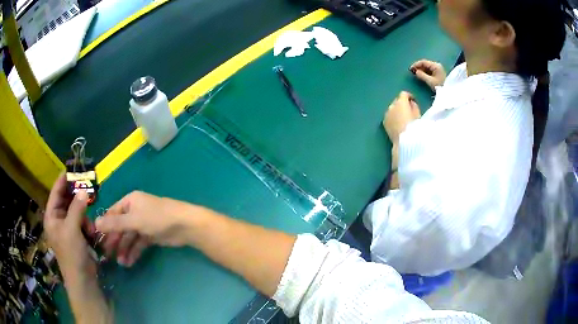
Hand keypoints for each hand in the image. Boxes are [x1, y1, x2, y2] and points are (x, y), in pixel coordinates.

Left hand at [44, 174, 96, 277]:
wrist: (83, 279)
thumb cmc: (72, 254)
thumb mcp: (72, 230)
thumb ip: (77, 208)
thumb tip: (83, 189)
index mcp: (51, 217)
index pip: (55, 193)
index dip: (63, 180)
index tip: (72, 169)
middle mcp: (58, 220)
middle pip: (66, 201)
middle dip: (76, 198)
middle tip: (87, 188)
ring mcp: (68, 228)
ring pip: (76, 211)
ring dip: (84, 216)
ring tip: (90, 227)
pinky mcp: (77, 236)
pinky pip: (82, 222)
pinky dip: (88, 225)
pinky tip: (92, 234)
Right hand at [95, 191, 209, 266]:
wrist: (184, 226)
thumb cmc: (157, 218)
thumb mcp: (134, 220)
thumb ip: (115, 223)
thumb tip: (95, 223)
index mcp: (129, 202)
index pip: (112, 213)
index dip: (105, 226)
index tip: (97, 240)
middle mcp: (134, 211)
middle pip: (120, 227)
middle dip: (114, 241)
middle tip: (108, 255)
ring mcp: (143, 224)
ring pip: (129, 237)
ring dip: (124, 249)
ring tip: (120, 263)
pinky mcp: (151, 235)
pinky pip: (138, 244)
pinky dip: (134, 252)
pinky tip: (129, 262)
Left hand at [383, 91, 420, 142]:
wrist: (405, 141)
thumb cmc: (414, 127)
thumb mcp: (418, 115)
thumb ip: (414, 106)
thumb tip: (411, 103)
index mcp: (401, 102)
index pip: (404, 94)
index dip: (409, 96)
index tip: (413, 100)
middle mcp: (391, 106)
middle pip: (397, 101)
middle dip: (402, 103)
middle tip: (408, 110)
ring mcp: (386, 114)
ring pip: (392, 109)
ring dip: (397, 111)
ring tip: (403, 118)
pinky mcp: (384, 122)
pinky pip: (389, 116)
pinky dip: (393, 117)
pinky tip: (397, 124)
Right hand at [410, 59, 446, 90]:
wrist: (449, 92)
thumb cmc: (440, 86)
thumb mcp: (430, 81)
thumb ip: (422, 75)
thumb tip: (416, 72)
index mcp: (435, 65)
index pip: (423, 62)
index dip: (416, 64)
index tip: (410, 69)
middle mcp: (437, 65)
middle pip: (425, 64)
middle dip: (418, 67)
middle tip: (412, 72)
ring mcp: (438, 69)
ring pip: (427, 67)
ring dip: (421, 70)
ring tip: (416, 74)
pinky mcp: (438, 73)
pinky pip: (429, 71)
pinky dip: (425, 72)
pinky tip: (421, 75)